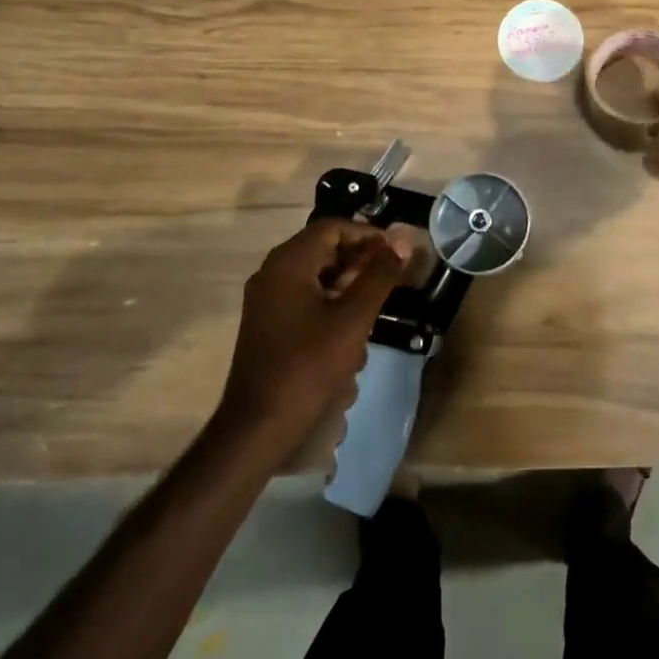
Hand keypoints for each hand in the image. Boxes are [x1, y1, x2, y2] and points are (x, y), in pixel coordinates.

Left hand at [218, 218, 411, 445]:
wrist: (256, 430)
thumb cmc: (307, 367)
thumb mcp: (353, 319)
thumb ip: (379, 276)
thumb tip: (401, 242)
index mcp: (288, 263)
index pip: (333, 228)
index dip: (368, 235)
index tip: (395, 252)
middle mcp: (272, 273)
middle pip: (324, 250)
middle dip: (360, 262)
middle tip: (391, 278)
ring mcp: (266, 301)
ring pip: (316, 277)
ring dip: (348, 287)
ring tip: (374, 310)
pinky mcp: (267, 325)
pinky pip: (305, 300)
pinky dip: (330, 307)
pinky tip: (350, 337)